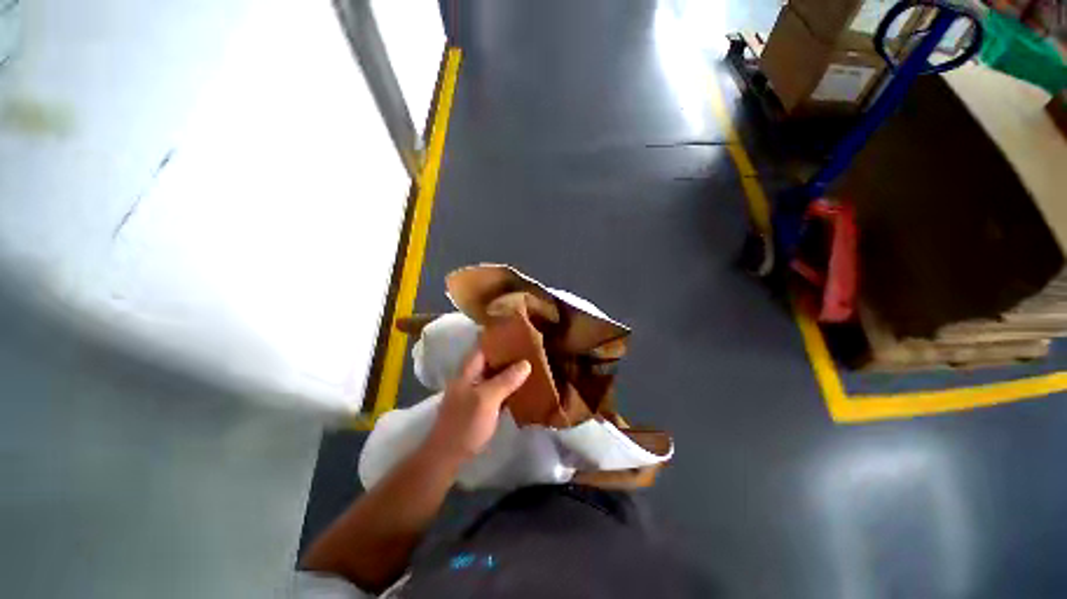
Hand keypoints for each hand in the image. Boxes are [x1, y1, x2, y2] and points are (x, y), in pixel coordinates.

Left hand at [422, 350, 530, 466]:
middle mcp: (470, 378)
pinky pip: (496, 390)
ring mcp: (474, 393)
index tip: (518, 334)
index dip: (499, 339)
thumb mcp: (487, 399)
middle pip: (490, 361)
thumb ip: (506, 380)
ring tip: (530, 365)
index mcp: (468, 371)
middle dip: (508, 355)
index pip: (484, 347)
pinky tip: (521, 387)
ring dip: (509, 371)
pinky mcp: (479, 407)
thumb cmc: (465, 423)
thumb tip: (526, 363)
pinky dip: (507, 387)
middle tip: (530, 350)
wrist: (447, 456)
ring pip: (494, 376)